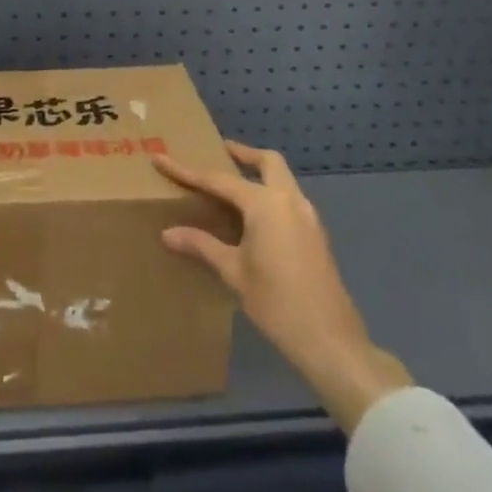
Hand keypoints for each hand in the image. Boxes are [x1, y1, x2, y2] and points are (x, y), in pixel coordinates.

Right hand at [156, 141, 411, 432]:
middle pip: (268, 162)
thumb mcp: (233, 272)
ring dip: (260, 174)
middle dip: (243, 154)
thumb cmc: (276, 302)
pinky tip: (253, 218)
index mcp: (265, 204)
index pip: (219, 180)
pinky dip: (270, 195)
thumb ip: (202, 245)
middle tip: (220, 151)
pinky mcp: (315, 235)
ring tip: (232, 186)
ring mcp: (308, 217)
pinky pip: (289, 200)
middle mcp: (289, 201)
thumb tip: (168, 233)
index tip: (161, 159)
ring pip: (283, 180)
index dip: (187, 170)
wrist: (330, 340)